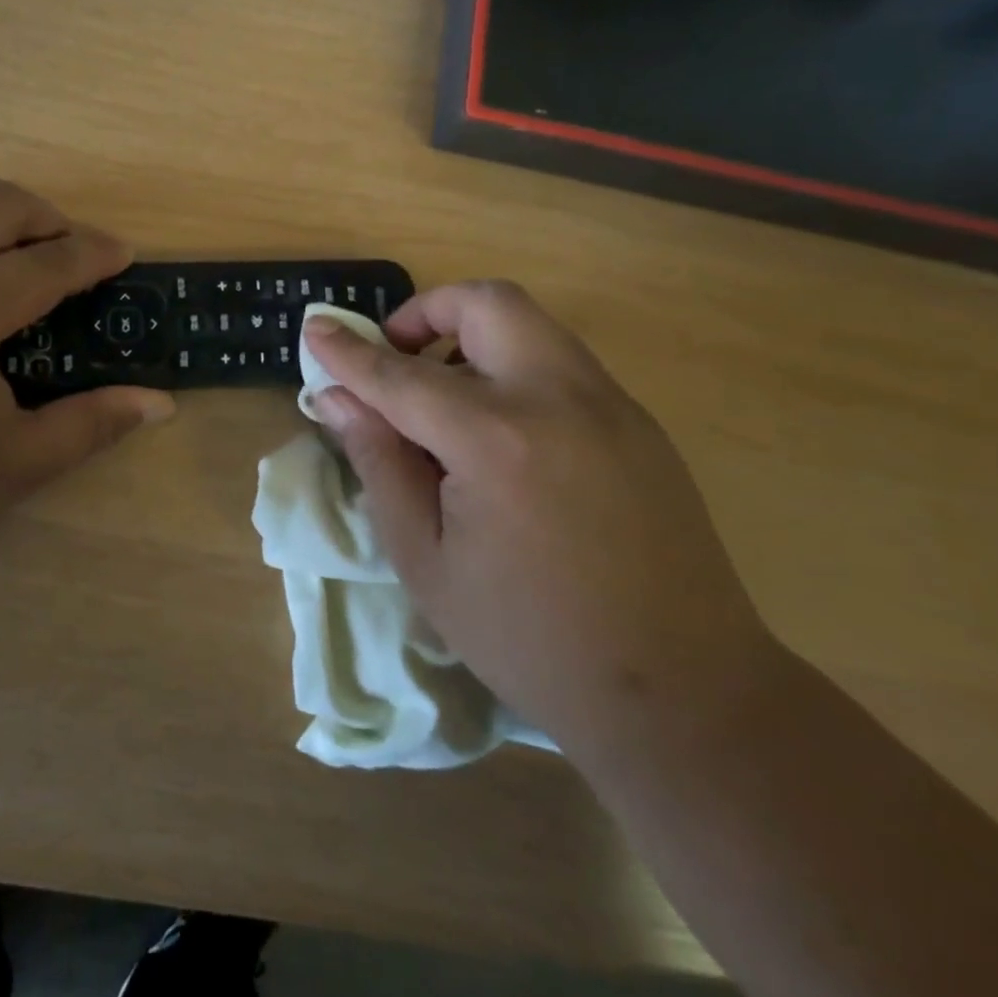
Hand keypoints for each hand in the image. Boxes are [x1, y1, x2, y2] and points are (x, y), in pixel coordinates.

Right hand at [303, 282, 776, 757]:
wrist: (683, 693)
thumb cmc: (529, 637)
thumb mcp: (425, 560)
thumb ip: (379, 463)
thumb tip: (336, 399)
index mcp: (496, 441)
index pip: (401, 376)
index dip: (349, 352)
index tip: (314, 329)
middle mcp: (559, 399)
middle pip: (486, 303)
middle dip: (426, 312)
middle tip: (395, 358)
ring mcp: (611, 405)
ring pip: (530, 323)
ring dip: (471, 337)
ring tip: (443, 399)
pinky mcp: (640, 423)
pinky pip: (561, 362)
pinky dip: (513, 367)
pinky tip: (500, 435)